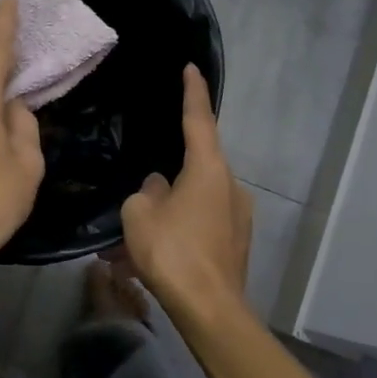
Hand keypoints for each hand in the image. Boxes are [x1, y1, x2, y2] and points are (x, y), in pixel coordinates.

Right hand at [117, 65, 252, 325]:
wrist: (210, 309)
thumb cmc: (172, 252)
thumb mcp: (140, 214)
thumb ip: (147, 191)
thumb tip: (159, 186)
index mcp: (208, 169)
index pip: (199, 119)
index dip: (193, 92)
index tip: (191, 68)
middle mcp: (230, 185)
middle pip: (196, 164)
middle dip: (168, 174)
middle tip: (142, 190)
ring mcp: (238, 215)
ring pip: (197, 199)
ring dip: (171, 208)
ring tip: (138, 236)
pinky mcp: (237, 241)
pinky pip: (203, 222)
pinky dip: (182, 229)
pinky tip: (157, 254)